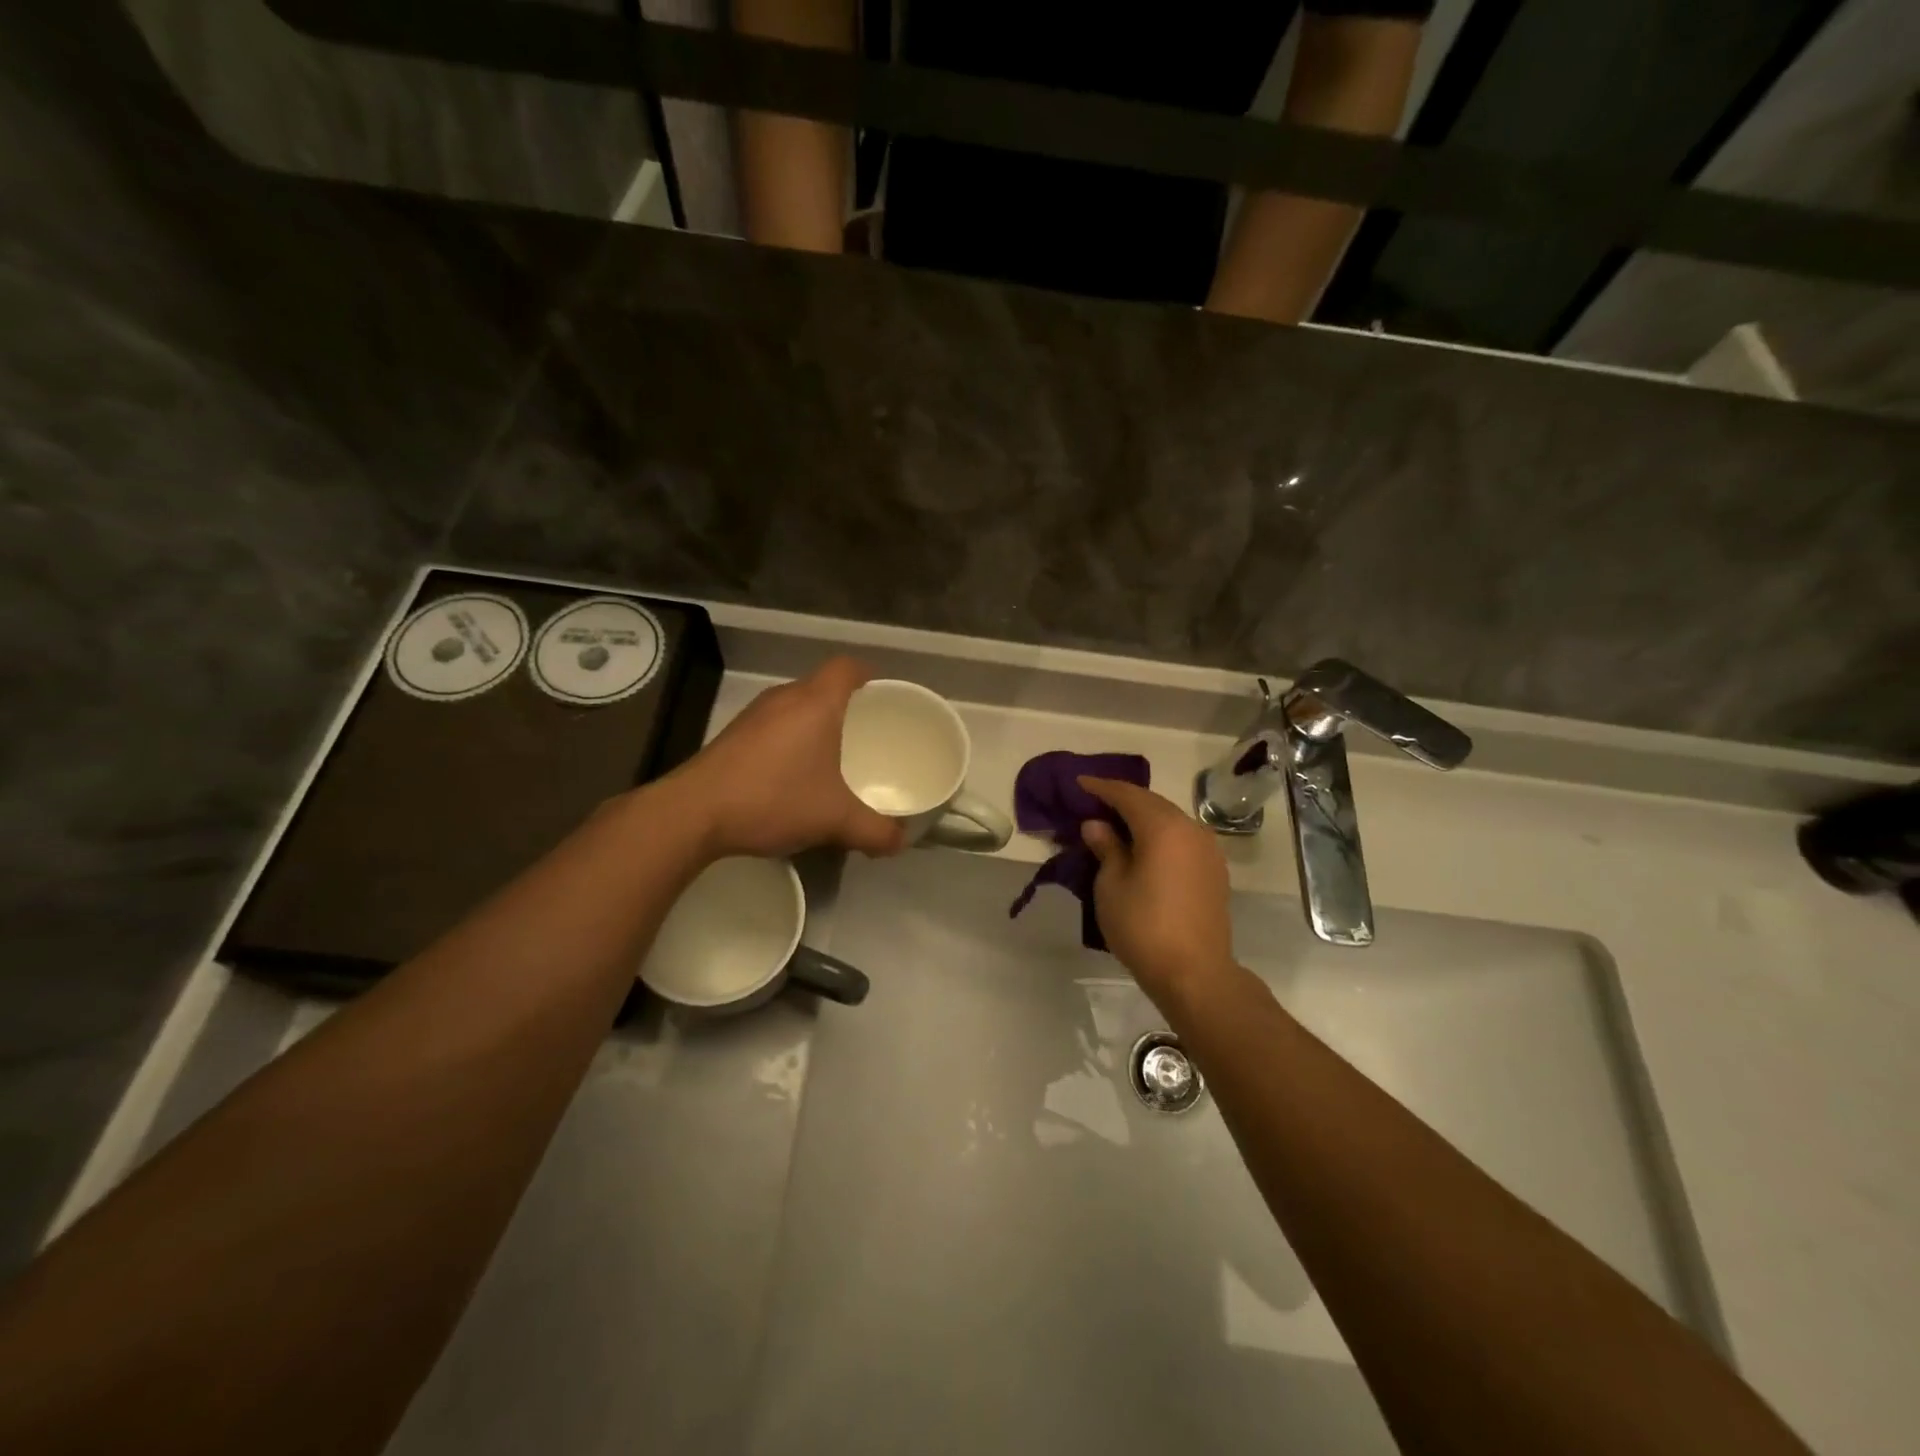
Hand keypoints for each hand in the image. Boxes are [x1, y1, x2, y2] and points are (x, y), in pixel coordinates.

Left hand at [675, 657, 904, 860]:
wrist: (694, 813)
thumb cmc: (774, 799)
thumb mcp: (835, 820)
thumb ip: (875, 832)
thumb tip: (899, 842)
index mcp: (816, 703)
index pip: (847, 667)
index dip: (868, 676)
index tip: (882, 698)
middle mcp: (784, 698)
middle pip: (822, 685)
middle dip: (847, 705)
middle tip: (867, 733)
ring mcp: (754, 715)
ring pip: (796, 705)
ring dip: (816, 722)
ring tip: (835, 755)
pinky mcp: (733, 735)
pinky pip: (774, 724)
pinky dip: (791, 739)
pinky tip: (794, 774)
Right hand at [1079, 778, 1234, 1007]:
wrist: (1195, 973)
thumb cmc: (1143, 926)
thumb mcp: (1111, 885)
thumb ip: (1106, 848)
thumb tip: (1097, 825)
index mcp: (1163, 827)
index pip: (1127, 795)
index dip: (1101, 787)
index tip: (1080, 782)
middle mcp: (1191, 829)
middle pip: (1152, 803)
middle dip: (1122, 800)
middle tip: (1095, 801)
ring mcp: (1208, 850)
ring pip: (1170, 820)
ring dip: (1143, 817)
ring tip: (1116, 823)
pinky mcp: (1214, 871)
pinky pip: (1182, 839)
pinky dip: (1160, 835)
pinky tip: (1144, 846)